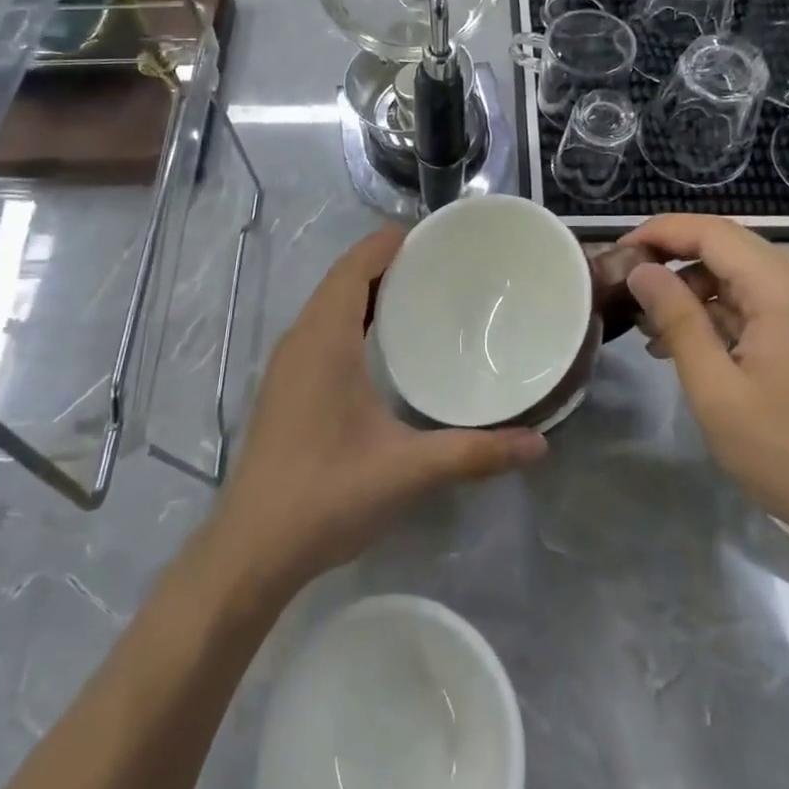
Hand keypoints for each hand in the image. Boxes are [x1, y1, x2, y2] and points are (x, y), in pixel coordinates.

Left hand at [210, 228, 547, 592]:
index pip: (354, 267)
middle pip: (342, 279)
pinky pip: (320, 329)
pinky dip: (351, 317)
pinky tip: (380, 345)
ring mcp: (286, 365)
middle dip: (386, 263)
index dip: (388, 243)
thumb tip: (538, 444)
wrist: (250, 551)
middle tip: (440, 264)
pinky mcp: (284, 388)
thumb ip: (474, 453)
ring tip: (418, 294)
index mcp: (324, 340)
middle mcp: (300, 340)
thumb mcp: (407, 472)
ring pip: (328, 305)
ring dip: (367, 290)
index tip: (434, 236)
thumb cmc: (326, 496)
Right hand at [623, 214, 788, 555]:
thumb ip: (676, 319)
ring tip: (648, 326)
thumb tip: (641, 270)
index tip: (618, 252)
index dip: (661, 232)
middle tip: (626, 287)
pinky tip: (685, 346)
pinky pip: (755, 304)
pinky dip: (717, 314)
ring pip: (738, 275)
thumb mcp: (714, 387)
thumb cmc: (785, 450)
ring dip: (692, 291)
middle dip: (672, 260)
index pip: (711, 232)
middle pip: (726, 247)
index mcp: (782, 288)